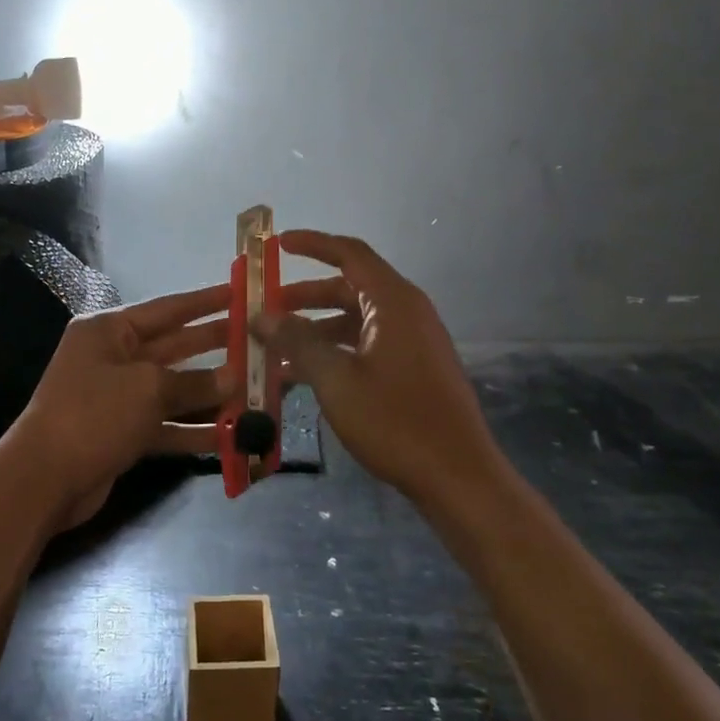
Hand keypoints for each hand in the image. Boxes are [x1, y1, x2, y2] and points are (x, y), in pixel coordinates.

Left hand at [4, 284, 234, 531]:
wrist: (44, 479)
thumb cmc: (94, 414)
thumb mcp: (148, 389)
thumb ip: (194, 382)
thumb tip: (234, 379)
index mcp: (110, 330)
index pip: (167, 308)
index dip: (206, 301)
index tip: (240, 292)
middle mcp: (114, 357)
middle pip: (174, 347)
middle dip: (215, 346)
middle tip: (259, 340)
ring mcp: (118, 397)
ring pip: (174, 389)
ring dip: (212, 393)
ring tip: (257, 389)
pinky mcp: (124, 432)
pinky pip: (167, 423)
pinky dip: (195, 429)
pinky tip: (233, 435)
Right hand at [254, 230, 497, 504]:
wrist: (457, 476)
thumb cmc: (395, 421)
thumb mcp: (336, 380)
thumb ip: (298, 341)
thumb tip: (262, 316)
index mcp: (393, 302)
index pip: (350, 254)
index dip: (312, 244)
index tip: (277, 244)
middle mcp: (406, 312)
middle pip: (349, 288)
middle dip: (305, 296)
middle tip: (266, 308)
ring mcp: (413, 341)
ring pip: (356, 319)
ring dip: (317, 328)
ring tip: (277, 347)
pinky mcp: (414, 368)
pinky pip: (367, 344)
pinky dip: (336, 350)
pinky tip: (305, 374)